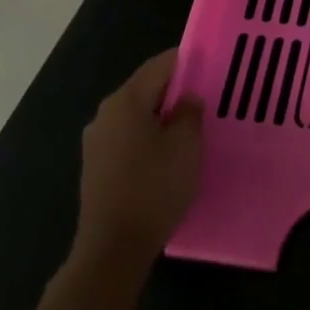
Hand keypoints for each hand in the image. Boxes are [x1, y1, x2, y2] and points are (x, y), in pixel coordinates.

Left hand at [70, 49, 203, 282]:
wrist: (113, 248)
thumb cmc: (154, 187)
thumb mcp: (186, 145)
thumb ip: (189, 112)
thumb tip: (187, 98)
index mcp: (125, 101)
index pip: (160, 64)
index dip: (187, 60)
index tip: (212, 64)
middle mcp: (105, 114)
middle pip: (146, 88)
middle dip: (176, 90)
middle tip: (208, 96)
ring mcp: (97, 142)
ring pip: (137, 114)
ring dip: (163, 115)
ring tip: (192, 125)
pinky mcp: (97, 166)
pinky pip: (129, 137)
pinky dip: (150, 136)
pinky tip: (169, 152)